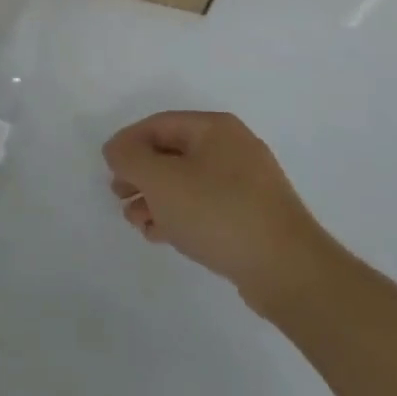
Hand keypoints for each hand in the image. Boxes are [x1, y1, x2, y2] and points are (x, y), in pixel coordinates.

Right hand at [103, 111, 331, 309]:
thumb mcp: (162, 180)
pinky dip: (179, 215)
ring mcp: (246, 184)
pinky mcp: (251, 216)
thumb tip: (117, 150)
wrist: (288, 270)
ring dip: (156, 198)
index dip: (128, 143)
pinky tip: (160, 234)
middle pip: (172, 153)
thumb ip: (130, 158)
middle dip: (141, 174)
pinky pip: (205, 206)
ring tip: (136, 222)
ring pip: (187, 182)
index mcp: (215, 129)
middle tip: (119, 195)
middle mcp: (233, 148)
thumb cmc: (218, 213)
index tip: (108, 169)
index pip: (158, 124)